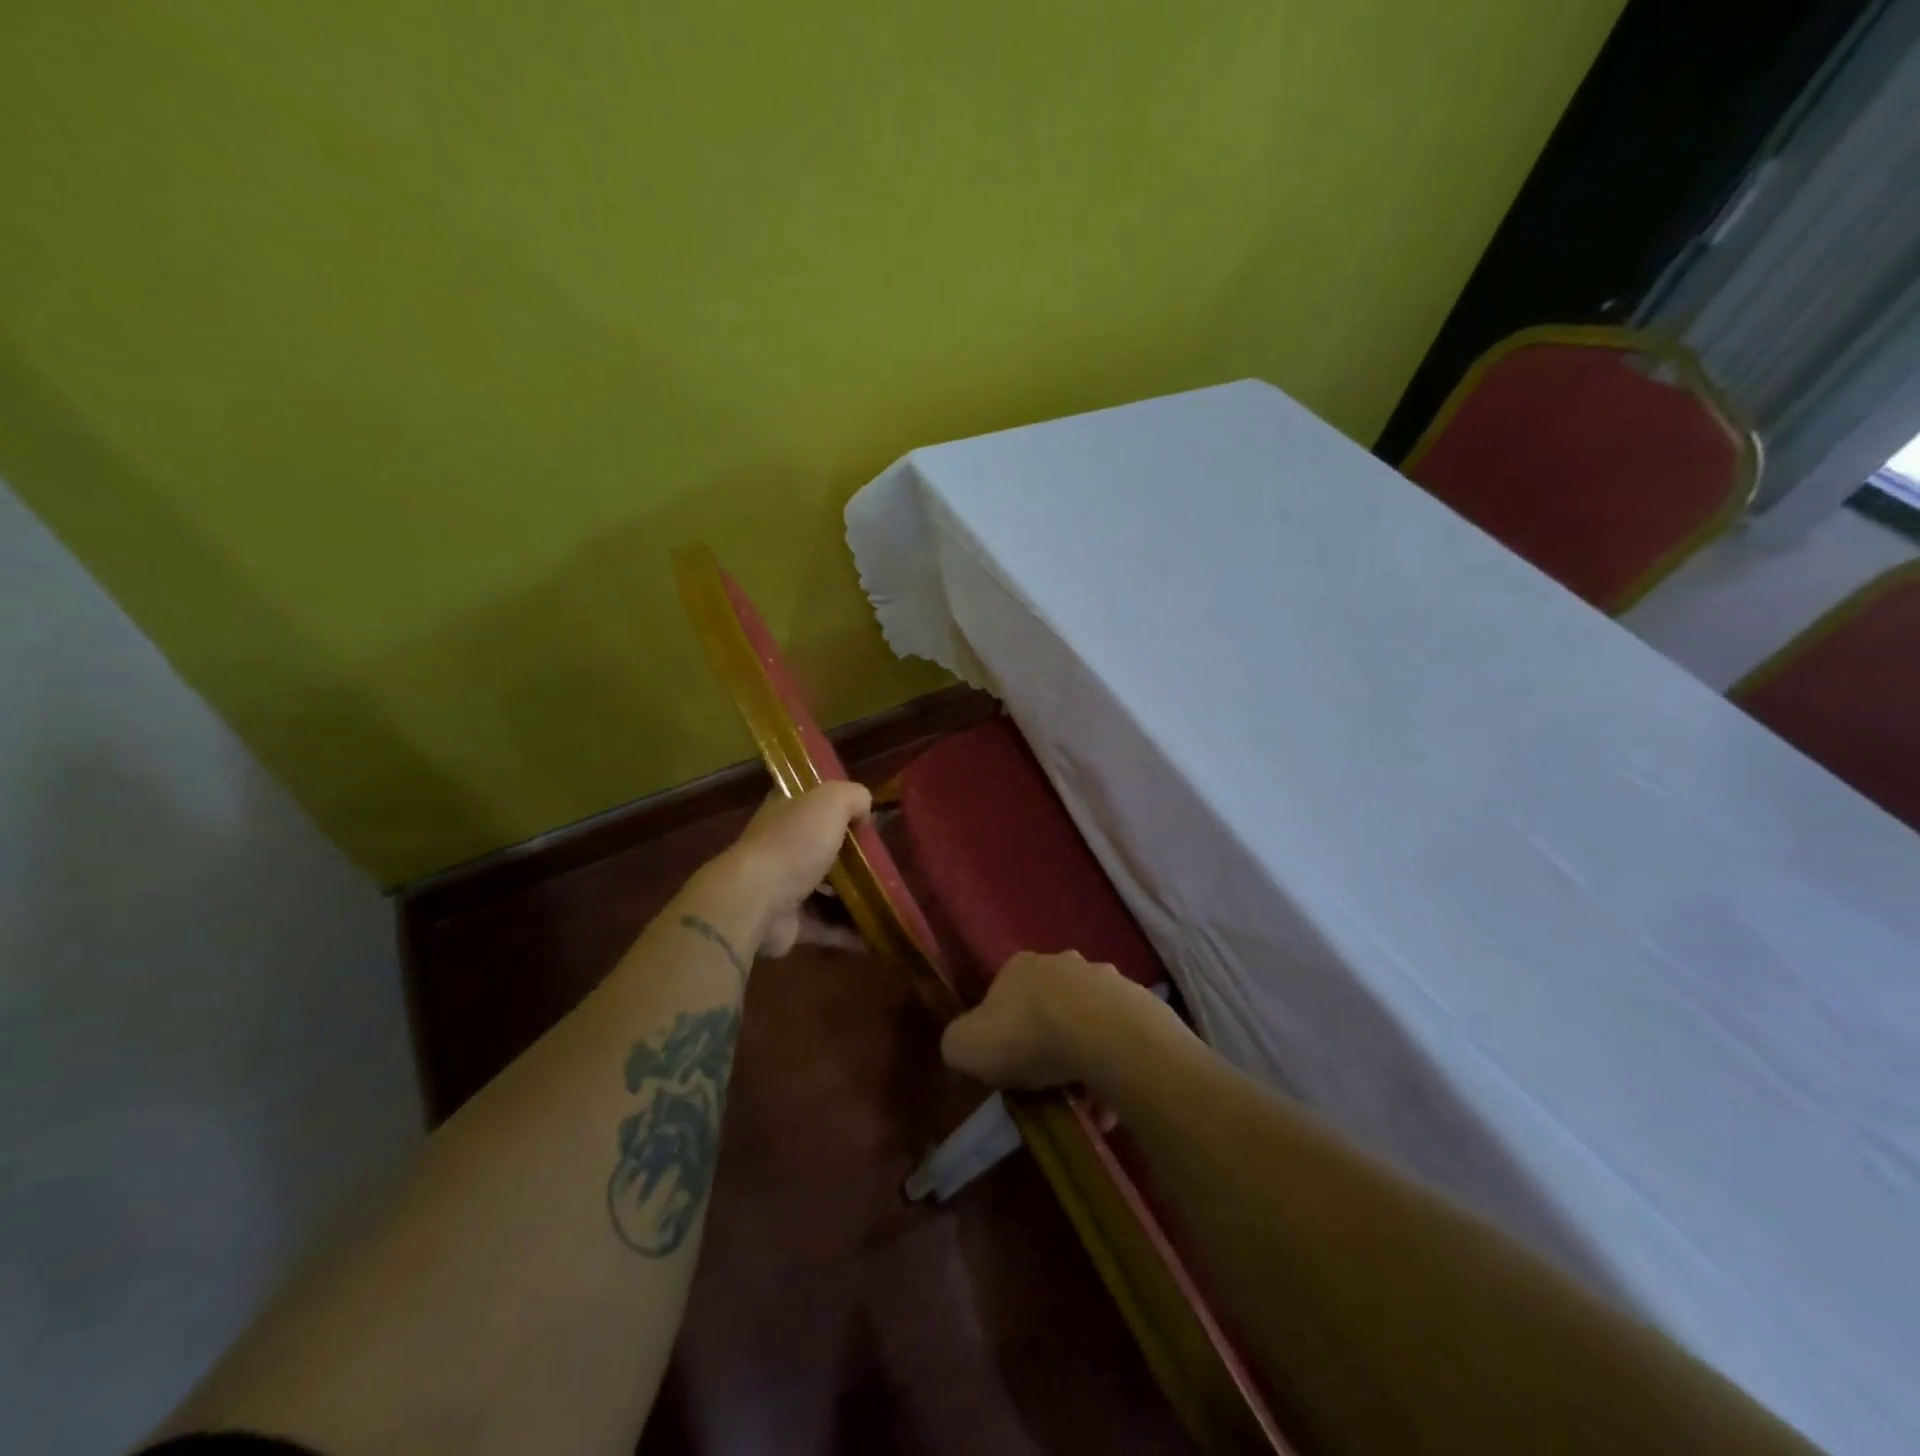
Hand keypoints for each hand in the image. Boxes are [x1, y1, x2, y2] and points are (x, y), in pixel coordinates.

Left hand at [719, 782, 872, 957]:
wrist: (756, 900)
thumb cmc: (794, 843)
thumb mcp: (830, 802)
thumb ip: (853, 796)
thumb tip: (865, 810)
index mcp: (785, 812)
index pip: (811, 803)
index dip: (838, 808)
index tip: (867, 820)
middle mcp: (780, 847)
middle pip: (821, 848)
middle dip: (852, 857)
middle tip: (885, 863)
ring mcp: (782, 887)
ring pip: (825, 889)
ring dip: (853, 896)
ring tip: (887, 899)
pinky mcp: (788, 924)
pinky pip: (826, 926)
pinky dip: (849, 931)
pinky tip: (876, 934)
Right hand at [941, 951, 1167, 1090]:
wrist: (1105, 1037)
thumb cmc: (1029, 1037)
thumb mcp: (966, 1046)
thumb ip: (958, 1043)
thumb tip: (965, 1046)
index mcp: (1021, 966)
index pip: (1002, 994)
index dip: (1001, 1030)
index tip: (1005, 1064)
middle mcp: (1064, 963)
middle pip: (1049, 1004)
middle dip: (1046, 1039)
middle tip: (1045, 1080)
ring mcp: (1106, 981)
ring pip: (1087, 1021)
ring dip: (1082, 1056)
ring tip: (1081, 1101)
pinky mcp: (1140, 1004)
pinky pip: (1119, 1041)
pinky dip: (1112, 1069)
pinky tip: (1108, 1105)